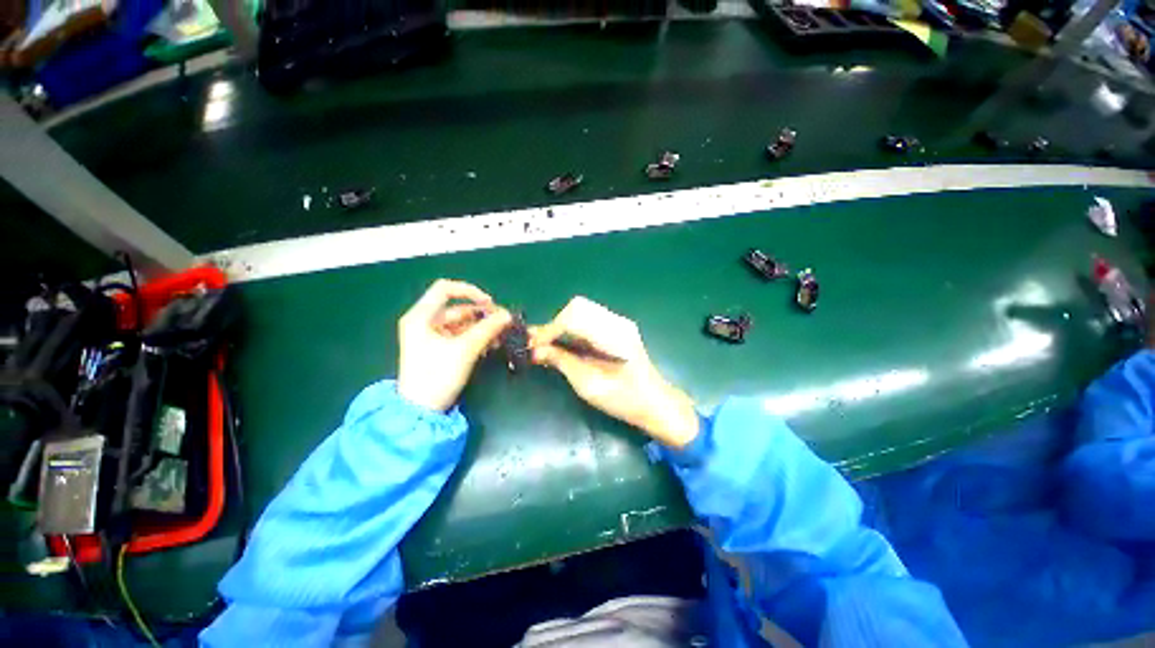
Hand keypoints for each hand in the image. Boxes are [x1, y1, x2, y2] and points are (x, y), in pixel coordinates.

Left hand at [397, 279, 511, 411]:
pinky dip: (477, 337)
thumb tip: (507, 315)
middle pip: (458, 308)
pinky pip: (462, 336)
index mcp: (421, 316)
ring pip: (463, 323)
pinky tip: (492, 344)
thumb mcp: (464, 349)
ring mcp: (432, 336)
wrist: (422, 410)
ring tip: (502, 335)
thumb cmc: (437, 375)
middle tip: (503, 322)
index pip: (445, 289)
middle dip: (482, 314)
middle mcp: (425, 322)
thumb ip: (488, 329)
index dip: (470, 292)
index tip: (490, 304)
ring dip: (482, 327)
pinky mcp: (440, 349)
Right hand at [530, 297, 698, 447]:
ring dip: (561, 324)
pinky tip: (564, 343)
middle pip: (576, 307)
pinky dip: (571, 327)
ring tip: (548, 344)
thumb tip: (534, 351)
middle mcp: (617, 322)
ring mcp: (619, 322)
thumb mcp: (589, 385)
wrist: (654, 402)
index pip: (574, 318)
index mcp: (614, 335)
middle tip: (539, 345)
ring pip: (581, 310)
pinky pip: (588, 318)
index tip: (533, 347)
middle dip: (554, 324)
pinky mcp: (617, 327)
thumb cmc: (624, 399)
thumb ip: (562, 362)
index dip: (549, 330)